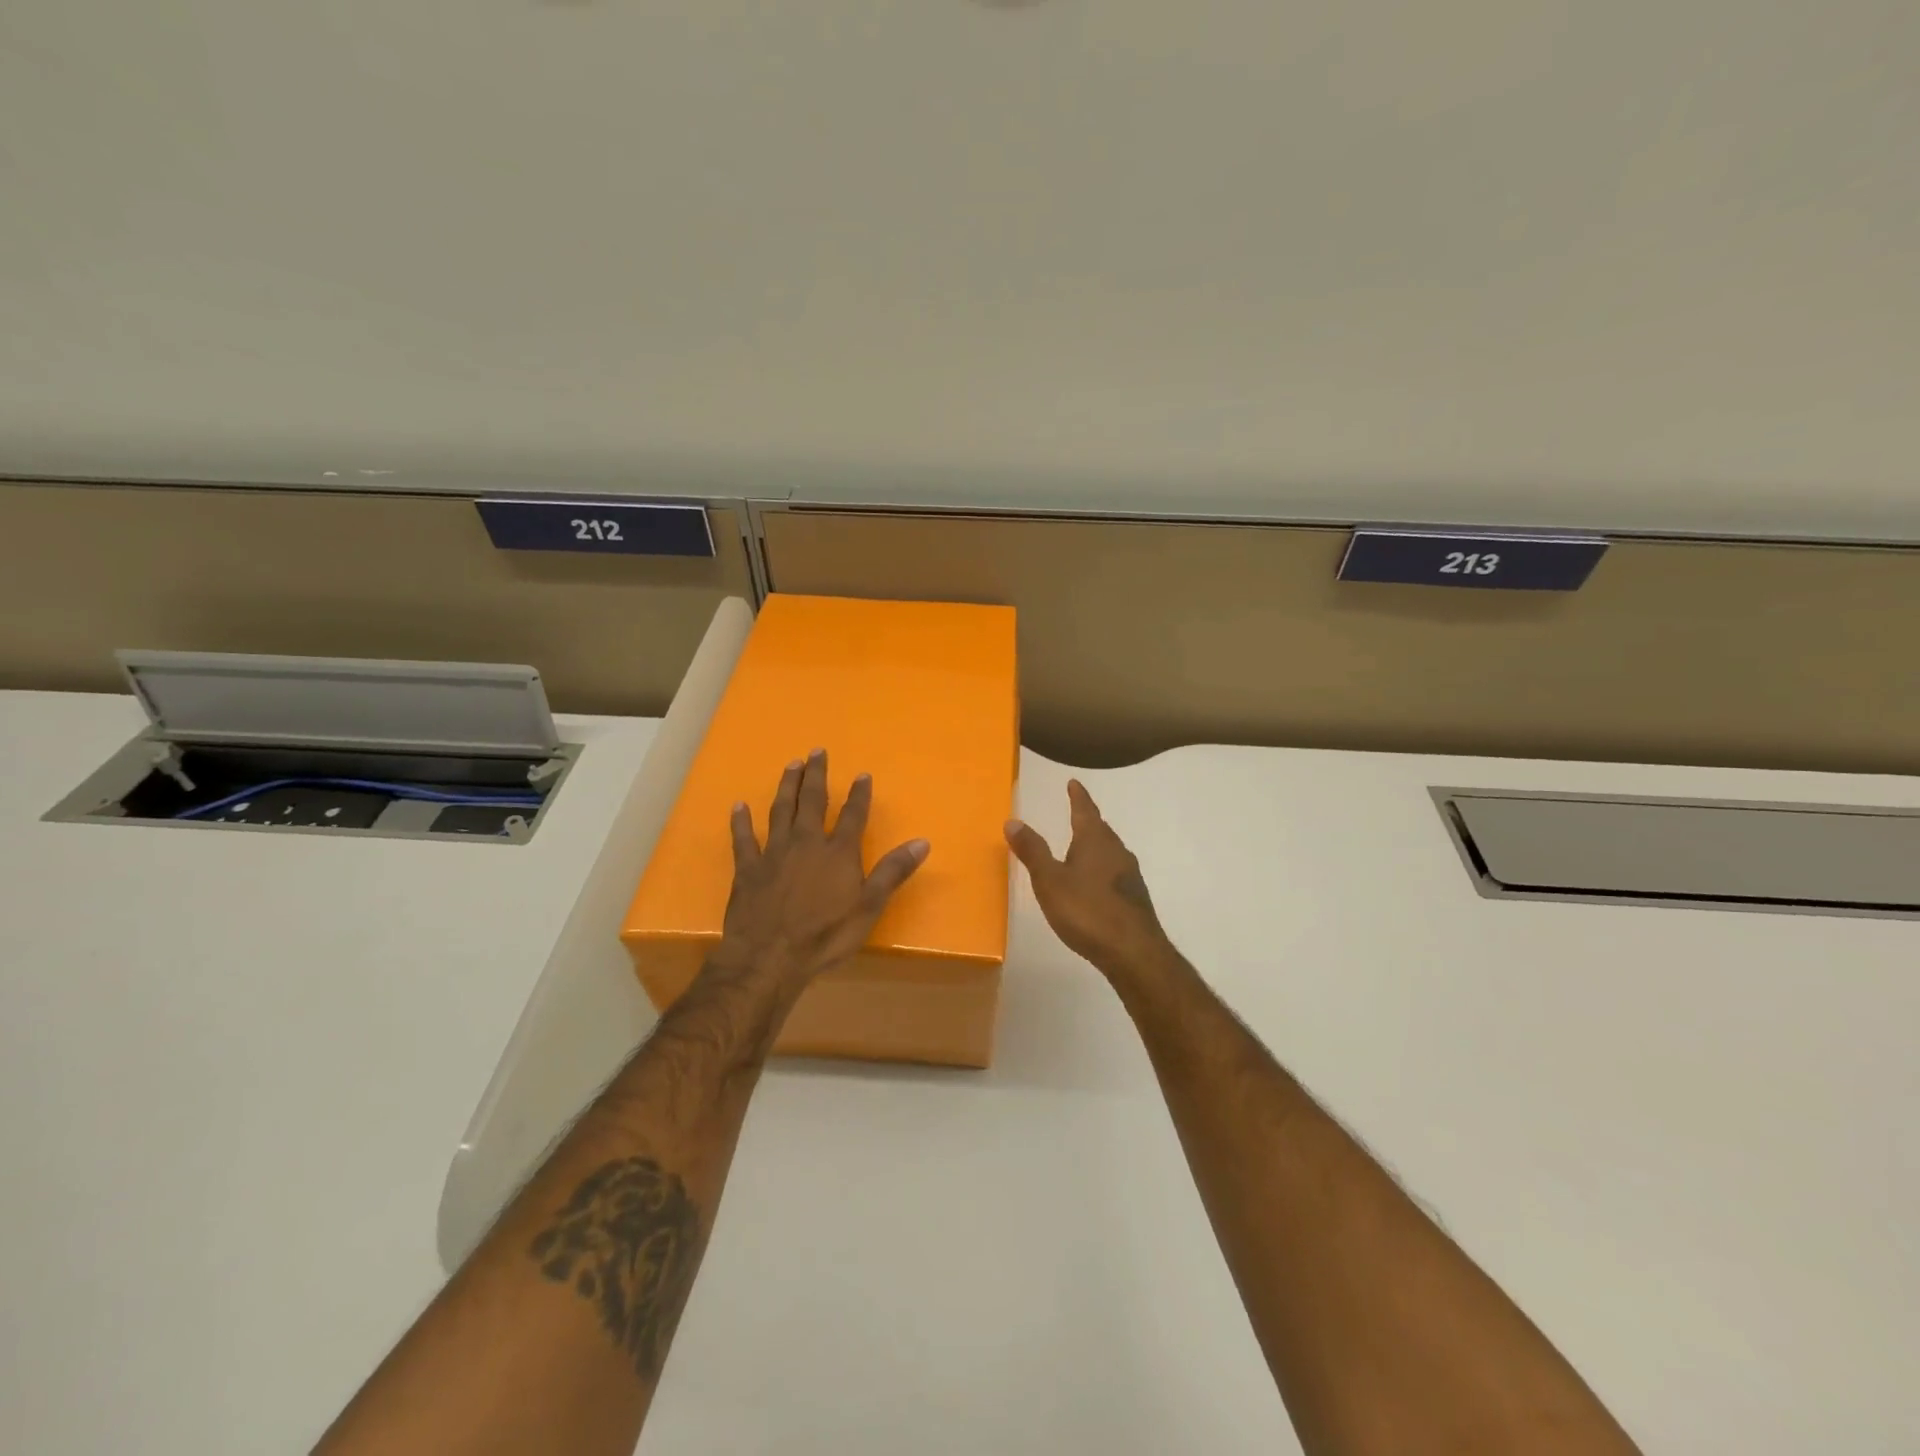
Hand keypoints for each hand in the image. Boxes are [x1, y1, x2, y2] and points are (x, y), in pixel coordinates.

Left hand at [713, 749, 930, 989]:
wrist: (770, 957)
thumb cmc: (825, 935)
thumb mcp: (869, 907)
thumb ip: (893, 872)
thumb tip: (922, 842)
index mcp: (838, 852)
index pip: (853, 815)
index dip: (859, 794)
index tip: (863, 774)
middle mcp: (807, 843)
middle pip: (813, 801)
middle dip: (817, 775)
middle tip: (816, 752)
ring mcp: (774, 853)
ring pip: (781, 810)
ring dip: (787, 786)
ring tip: (791, 765)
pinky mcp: (747, 868)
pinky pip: (743, 838)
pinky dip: (741, 821)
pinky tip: (739, 806)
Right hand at [1005, 780, 1174, 979]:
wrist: (1133, 951)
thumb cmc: (1087, 911)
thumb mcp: (1050, 881)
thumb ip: (1032, 851)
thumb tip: (1012, 820)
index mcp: (1095, 841)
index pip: (1085, 811)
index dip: (1078, 797)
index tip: (1074, 783)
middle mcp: (1116, 852)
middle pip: (1100, 830)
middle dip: (1087, 821)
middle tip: (1076, 813)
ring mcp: (1129, 876)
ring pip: (1110, 852)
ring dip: (1096, 846)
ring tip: (1082, 848)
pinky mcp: (1134, 899)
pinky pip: (1115, 873)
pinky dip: (1102, 870)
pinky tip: (1095, 885)